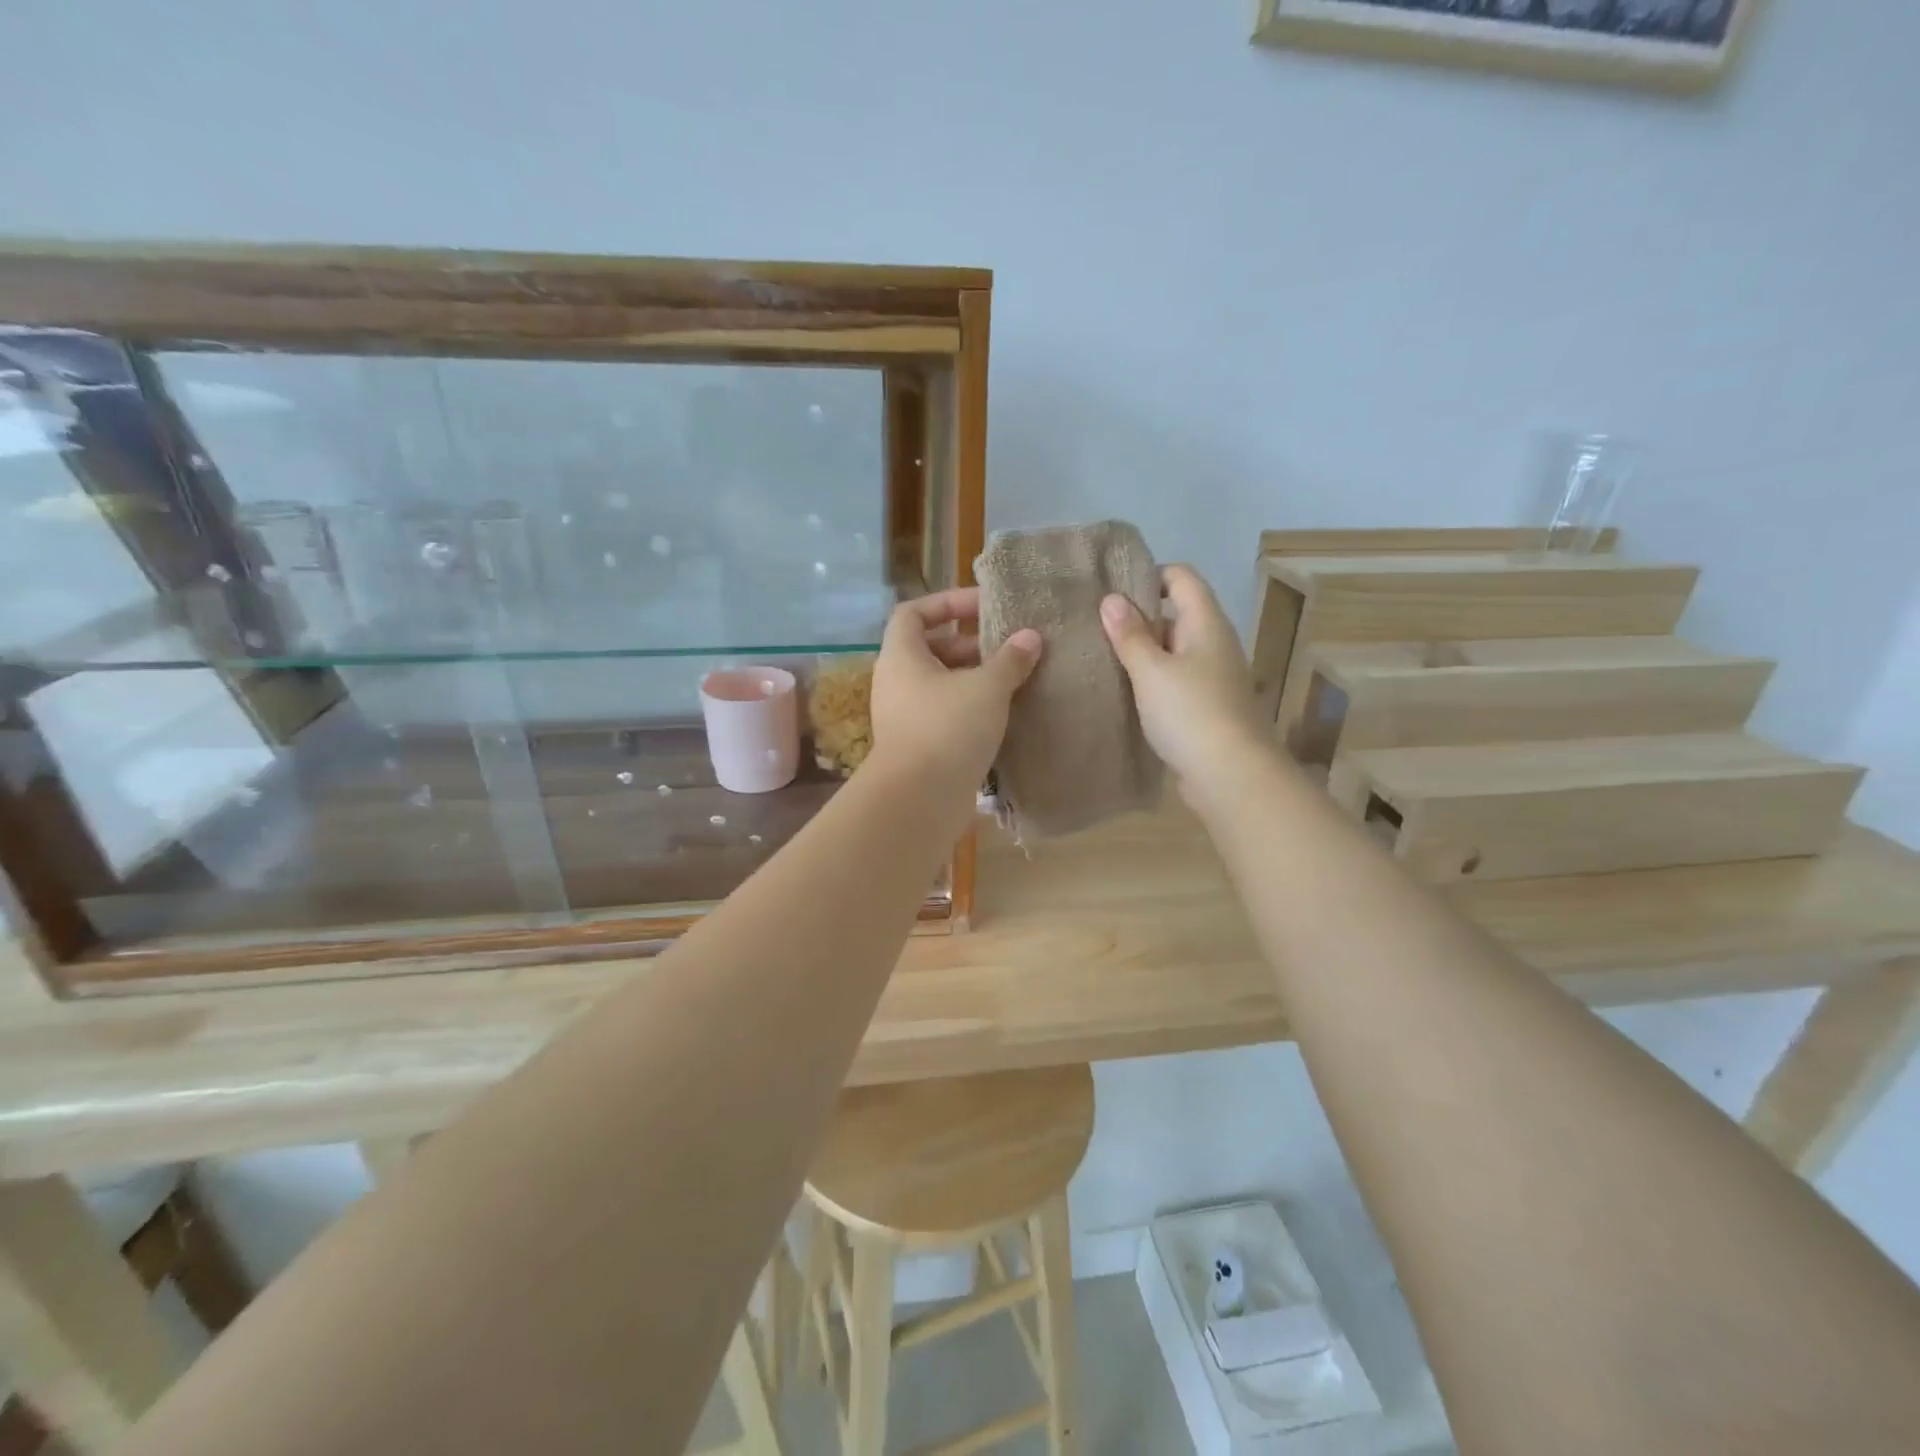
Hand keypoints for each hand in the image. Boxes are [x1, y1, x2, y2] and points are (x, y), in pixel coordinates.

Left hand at [869, 588, 1041, 799]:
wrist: (919, 799)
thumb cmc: (948, 728)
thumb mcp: (987, 687)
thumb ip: (1010, 659)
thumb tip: (1030, 637)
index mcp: (901, 656)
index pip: (913, 612)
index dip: (947, 601)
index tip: (983, 606)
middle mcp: (897, 682)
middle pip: (930, 648)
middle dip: (970, 643)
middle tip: (1008, 647)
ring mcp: (905, 715)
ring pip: (940, 683)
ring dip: (974, 678)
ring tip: (1014, 680)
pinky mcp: (918, 745)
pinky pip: (945, 713)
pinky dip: (970, 708)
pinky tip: (1003, 714)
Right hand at [1099, 565, 1264, 797]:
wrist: (1230, 776)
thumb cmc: (1190, 713)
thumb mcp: (1151, 670)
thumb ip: (1130, 635)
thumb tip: (1111, 599)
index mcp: (1205, 623)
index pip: (1181, 577)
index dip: (1149, 574)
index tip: (1110, 588)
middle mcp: (1213, 643)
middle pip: (1175, 613)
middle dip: (1137, 616)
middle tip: (1093, 623)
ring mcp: (1211, 677)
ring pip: (1171, 650)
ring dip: (1140, 652)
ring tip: (1099, 655)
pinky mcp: (1204, 707)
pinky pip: (1173, 681)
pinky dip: (1149, 680)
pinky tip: (1121, 691)